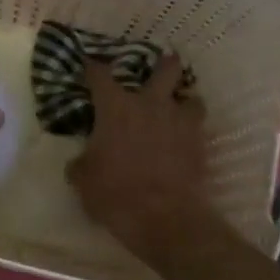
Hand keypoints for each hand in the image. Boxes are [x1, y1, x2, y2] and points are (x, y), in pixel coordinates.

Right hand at [66, 54, 212, 260]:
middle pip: (165, 69)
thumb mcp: (83, 179)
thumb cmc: (114, 192)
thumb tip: (79, 161)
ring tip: (178, 109)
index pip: (100, 75)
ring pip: (192, 97)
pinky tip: (186, 139)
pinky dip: (192, 129)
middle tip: (160, 67)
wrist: (163, 216)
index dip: (93, 66)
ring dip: (184, 100)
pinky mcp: (200, 143)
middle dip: (164, 65)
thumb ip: (81, 163)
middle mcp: (151, 105)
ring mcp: (180, 122)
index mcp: (116, 108)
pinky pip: (199, 126)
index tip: (90, 64)